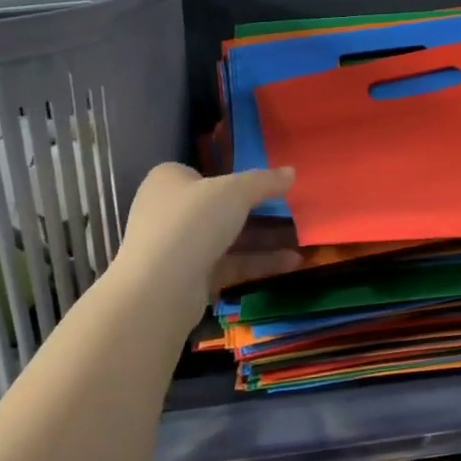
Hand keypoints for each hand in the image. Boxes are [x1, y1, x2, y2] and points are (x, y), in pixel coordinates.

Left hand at [111, 164, 301, 334]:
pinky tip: (292, 262)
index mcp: (168, 180)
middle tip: (290, 211)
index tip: (265, 184)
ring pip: (226, 238)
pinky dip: (257, 262)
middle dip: (255, 211)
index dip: (232, 176)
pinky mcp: (189, 278)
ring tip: (300, 238)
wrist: (159, 289)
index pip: (202, 172)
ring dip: (262, 239)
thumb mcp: (236, 191)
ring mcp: (177, 247)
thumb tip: (291, 172)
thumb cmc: (193, 222)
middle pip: (218, 207)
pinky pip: (229, 264)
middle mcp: (168, 211)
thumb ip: (265, 181)